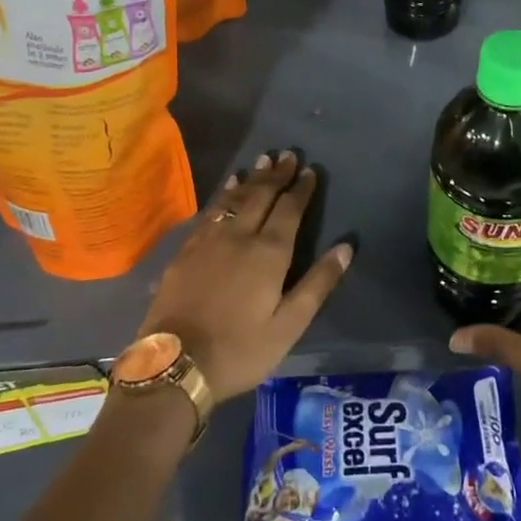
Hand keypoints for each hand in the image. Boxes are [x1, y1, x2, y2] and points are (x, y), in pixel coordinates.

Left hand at [138, 151, 351, 400]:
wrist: (174, 366)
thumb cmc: (239, 349)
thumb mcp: (288, 326)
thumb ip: (317, 284)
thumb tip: (346, 247)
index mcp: (269, 253)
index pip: (290, 209)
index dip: (301, 189)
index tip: (310, 170)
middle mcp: (240, 236)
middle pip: (262, 196)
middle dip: (277, 174)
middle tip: (287, 154)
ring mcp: (209, 240)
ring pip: (235, 198)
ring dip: (252, 178)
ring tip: (262, 160)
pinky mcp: (187, 250)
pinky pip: (211, 210)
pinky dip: (224, 194)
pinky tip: (228, 187)